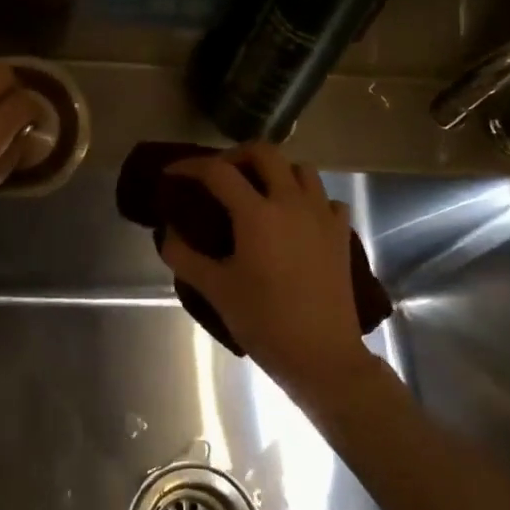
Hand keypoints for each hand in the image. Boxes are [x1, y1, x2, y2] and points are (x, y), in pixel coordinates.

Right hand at [158, 143, 372, 399]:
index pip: (218, 171)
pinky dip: (308, 199)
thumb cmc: (264, 322)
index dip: (190, 166)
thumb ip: (184, 256)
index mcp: (257, 214)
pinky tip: (296, 219)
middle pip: (265, 152)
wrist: (323, 356)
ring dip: (276, 171)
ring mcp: (321, 216)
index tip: (172, 174)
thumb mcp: (215, 290)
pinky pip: (325, 199)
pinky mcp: (341, 234)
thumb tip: (168, 232)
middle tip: (219, 174)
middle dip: (236, 155)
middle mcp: (291, 202)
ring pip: (301, 169)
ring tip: (259, 193)